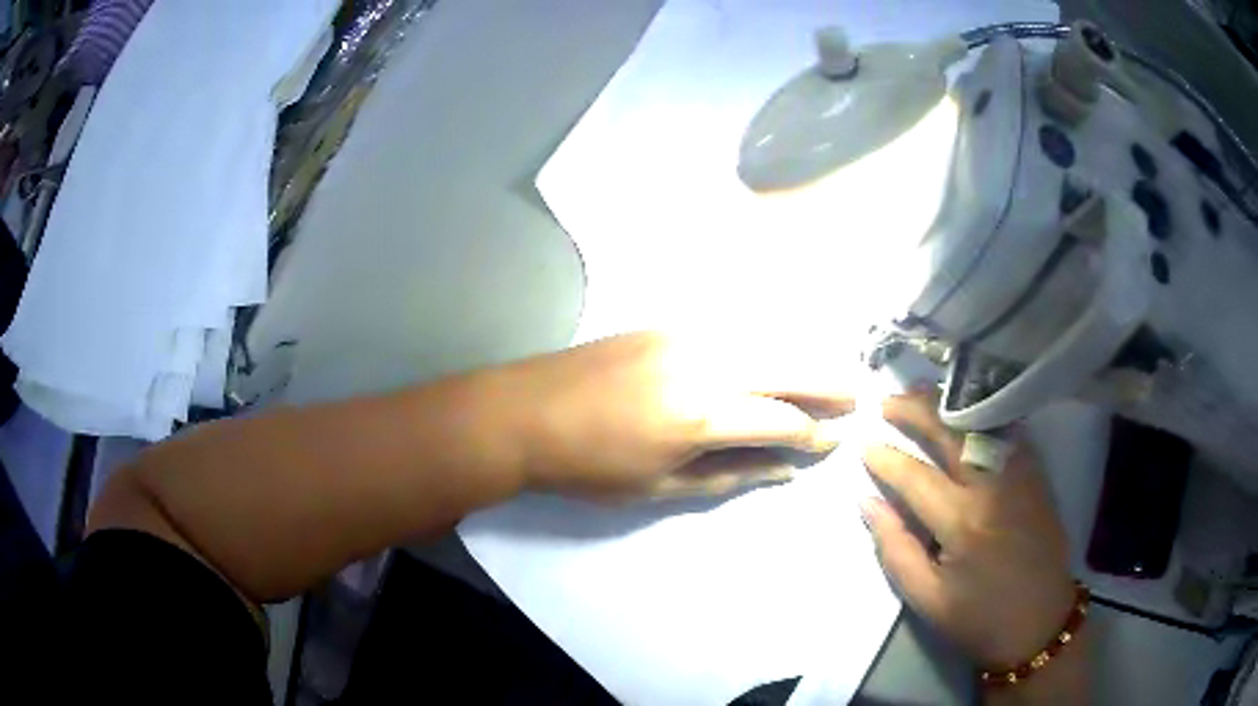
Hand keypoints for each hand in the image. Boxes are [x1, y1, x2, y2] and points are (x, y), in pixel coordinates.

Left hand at [504, 332, 851, 500]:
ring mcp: (683, 335)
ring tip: (828, 374)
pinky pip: (731, 330)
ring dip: (801, 357)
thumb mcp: (659, 487)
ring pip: (763, 340)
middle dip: (826, 381)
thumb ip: (728, 475)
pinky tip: (776, 355)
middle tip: (857, 394)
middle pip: (784, 367)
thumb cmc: (588, 466)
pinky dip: (764, 342)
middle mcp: (702, 363)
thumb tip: (783, 469)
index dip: (813, 434)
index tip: (834, 441)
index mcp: (700, 415)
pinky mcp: (665, 323)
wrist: (523, 412)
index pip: (780, 421)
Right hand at [860, 392, 1074, 668]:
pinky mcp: (1035, 475)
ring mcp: (1018, 475)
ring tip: (921, 392)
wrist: (1039, 621)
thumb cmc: (978, 616)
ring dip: (949, 404)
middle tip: (887, 402)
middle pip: (951, 434)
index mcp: (961, 522)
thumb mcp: (926, 597)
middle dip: (916, 411)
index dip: (886, 459)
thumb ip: (895, 547)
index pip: (916, 476)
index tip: (864, 443)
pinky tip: (968, 408)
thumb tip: (867, 502)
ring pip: (981, 423)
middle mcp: (991, 488)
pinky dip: (984, 413)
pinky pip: (1008, 431)